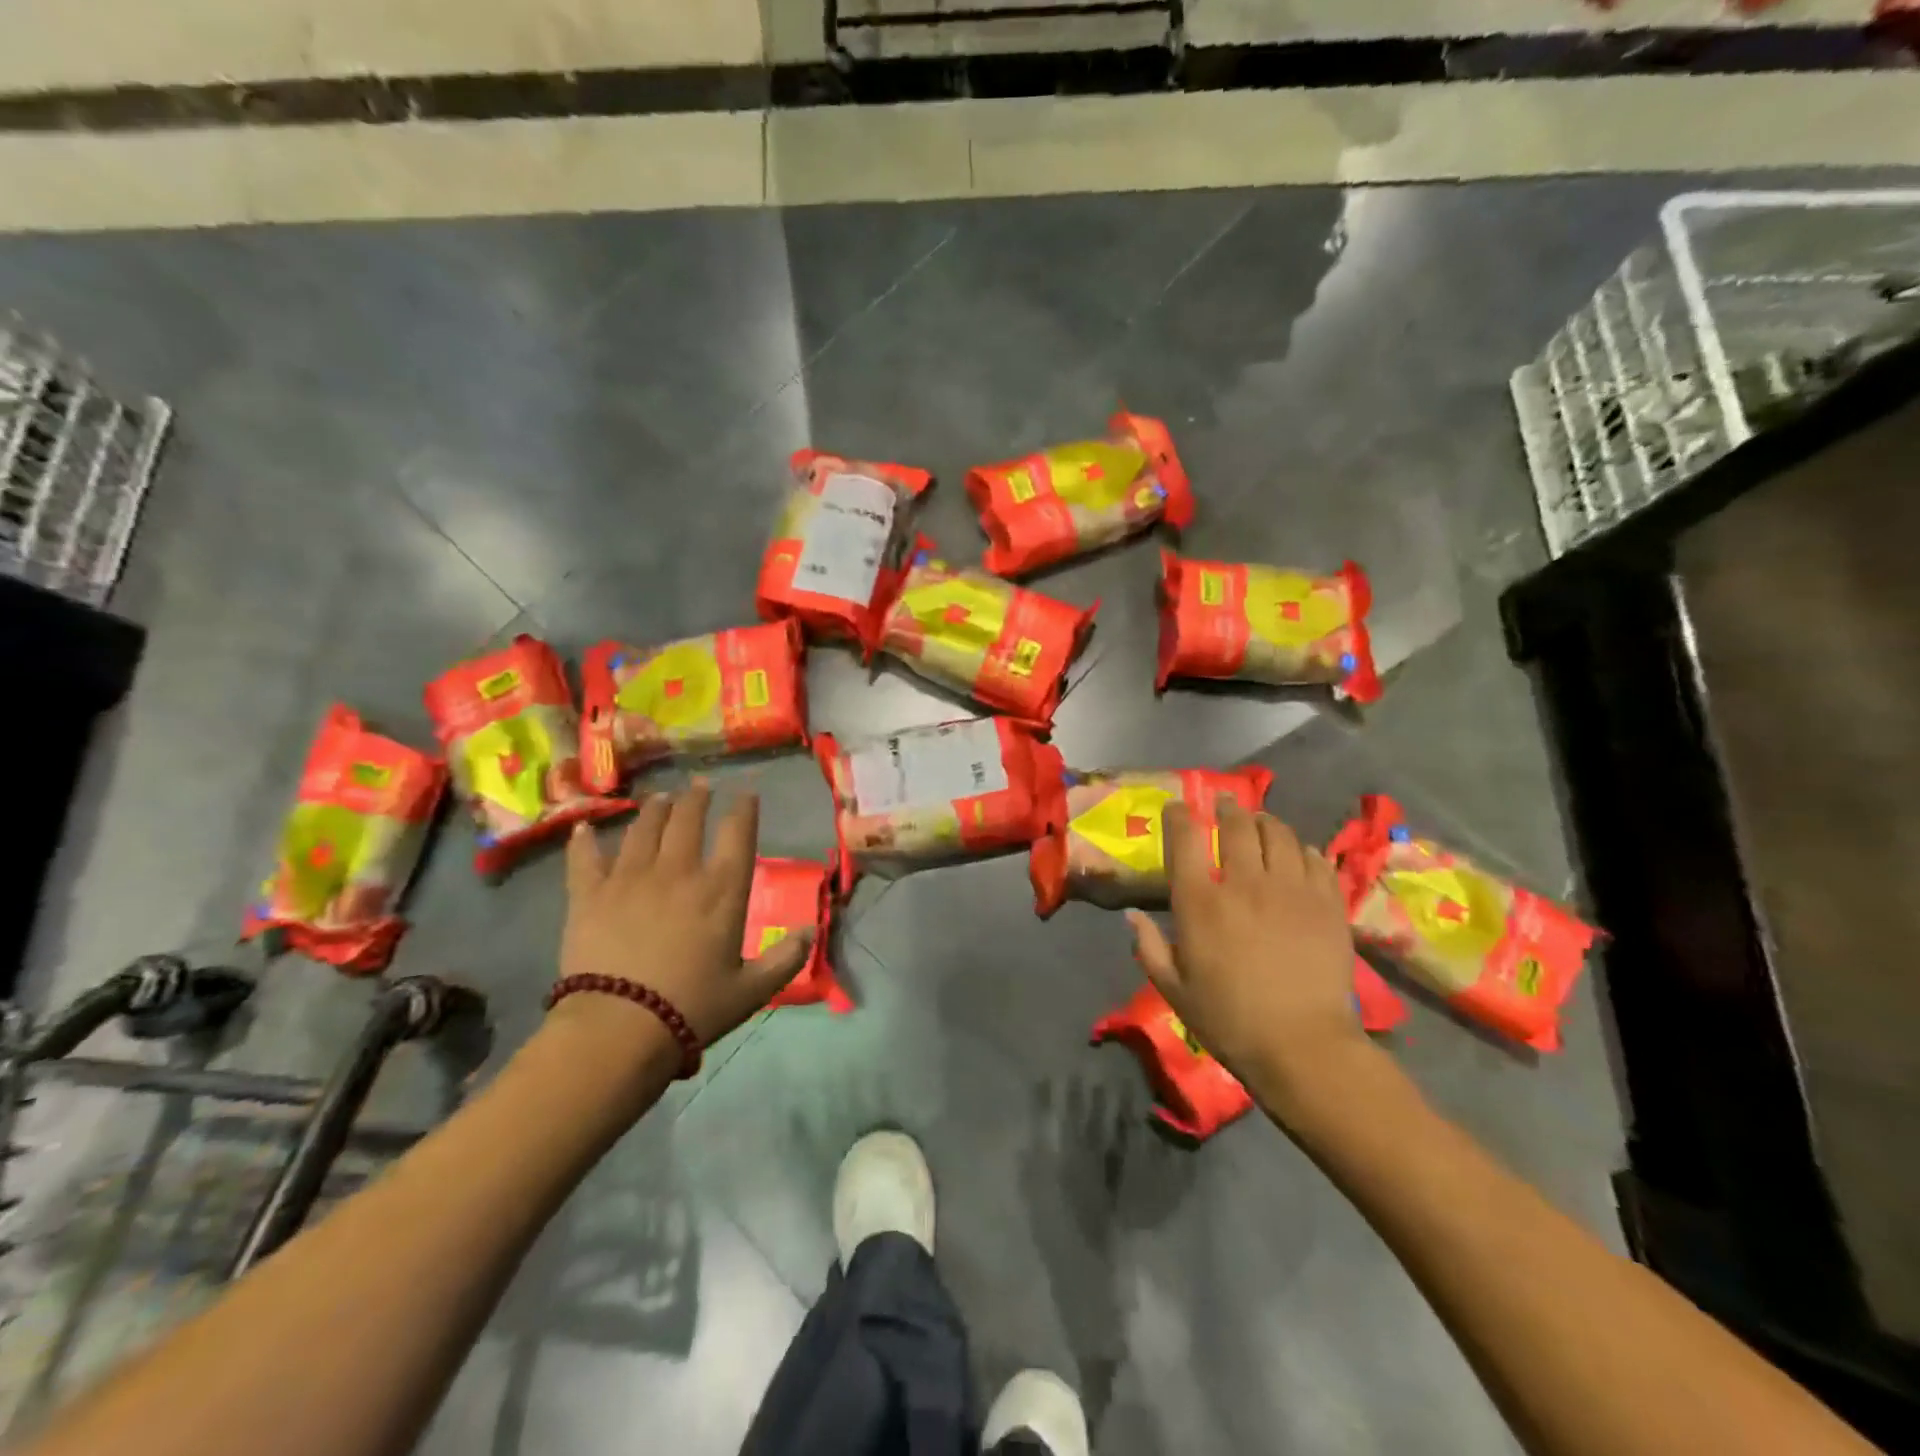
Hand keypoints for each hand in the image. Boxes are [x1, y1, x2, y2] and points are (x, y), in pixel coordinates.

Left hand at [556, 785, 810, 1056]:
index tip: (746, 794)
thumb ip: (786, 959)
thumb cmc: (692, 1008)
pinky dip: (585, 841)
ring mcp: (630, 878)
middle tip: (700, 786)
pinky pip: (585, 858)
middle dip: (697, 798)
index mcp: (722, 890)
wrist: (619, 1028)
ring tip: (661, 798)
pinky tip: (585, 827)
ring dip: (656, 809)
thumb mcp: (753, 990)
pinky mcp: (589, 895)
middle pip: (688, 819)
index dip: (744, 809)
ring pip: (644, 828)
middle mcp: (678, 871)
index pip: (738, 833)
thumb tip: (810, 932)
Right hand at [1127, 799, 1374, 1121]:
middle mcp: (1244, 884)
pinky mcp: (1327, 903)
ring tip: (1260, 822)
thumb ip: (1149, 947)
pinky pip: (1316, 859)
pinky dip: (1302, 849)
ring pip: (1278, 834)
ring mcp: (1291, 890)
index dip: (1179, 816)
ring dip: (1265, 822)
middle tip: (1225, 803)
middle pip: (1237, 826)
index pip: (1186, 839)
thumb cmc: (1229, 1020)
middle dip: (1227, 808)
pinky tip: (1299, 853)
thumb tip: (1132, 915)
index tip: (1177, 807)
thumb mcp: (1173, 989)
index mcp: (1200, 903)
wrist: (1303, 1046)